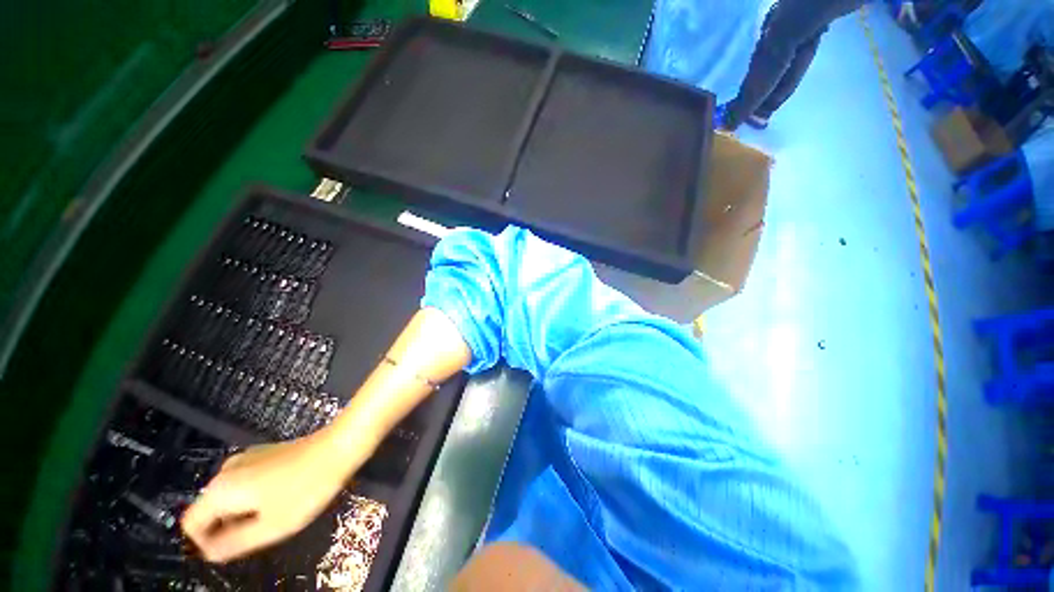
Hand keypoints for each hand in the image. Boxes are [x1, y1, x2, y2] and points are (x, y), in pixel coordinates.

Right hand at [181, 432, 356, 562]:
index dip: (206, 543)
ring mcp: (247, 457)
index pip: (191, 524)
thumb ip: (233, 544)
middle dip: (228, 527)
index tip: (234, 550)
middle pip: (210, 509)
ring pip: (230, 496)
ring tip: (276, 515)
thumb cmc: (305, 489)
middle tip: (261, 533)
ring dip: (244, 512)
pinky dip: (256, 496)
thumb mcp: (270, 527)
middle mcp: (227, 469)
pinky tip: (283, 496)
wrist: (338, 447)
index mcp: (220, 489)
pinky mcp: (265, 453)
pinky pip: (246, 483)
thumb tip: (209, 552)